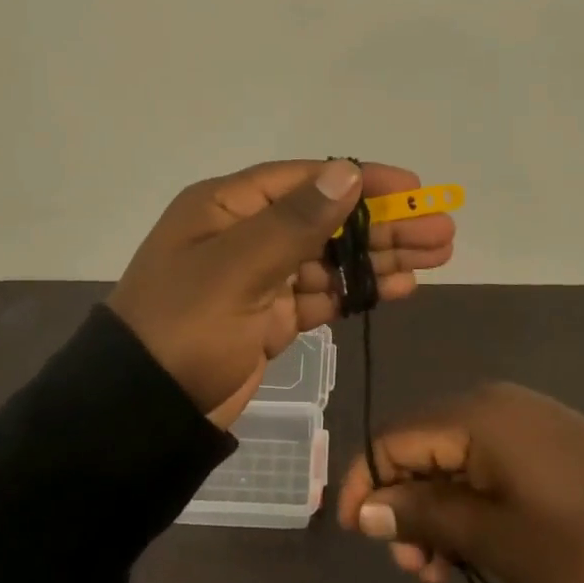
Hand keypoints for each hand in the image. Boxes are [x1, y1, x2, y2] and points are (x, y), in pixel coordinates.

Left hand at [108, 160, 455, 426]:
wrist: (142, 411)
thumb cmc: (185, 326)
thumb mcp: (237, 267)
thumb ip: (295, 221)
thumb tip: (346, 171)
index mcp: (226, 207)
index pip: (304, 180)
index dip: (360, 180)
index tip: (412, 189)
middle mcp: (243, 234)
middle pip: (325, 219)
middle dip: (382, 224)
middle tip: (441, 230)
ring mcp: (257, 278)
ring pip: (329, 258)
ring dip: (379, 256)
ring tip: (437, 255)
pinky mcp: (268, 318)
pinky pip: (321, 295)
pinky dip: (357, 290)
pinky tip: (399, 287)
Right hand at [336, 383, 583, 582]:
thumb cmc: (583, 547)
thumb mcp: (494, 538)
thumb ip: (423, 515)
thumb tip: (364, 509)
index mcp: (474, 414)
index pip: (393, 438)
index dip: (365, 482)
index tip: (356, 535)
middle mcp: (492, 402)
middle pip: (420, 445)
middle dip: (404, 502)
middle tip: (416, 567)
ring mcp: (523, 418)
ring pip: (452, 456)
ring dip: (437, 508)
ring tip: (446, 567)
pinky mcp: (547, 439)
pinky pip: (486, 460)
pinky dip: (470, 499)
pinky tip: (478, 542)